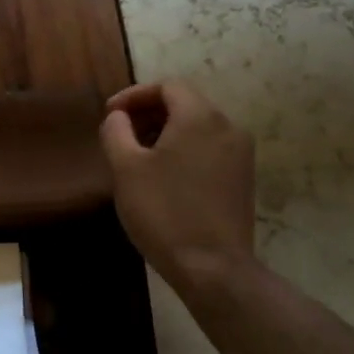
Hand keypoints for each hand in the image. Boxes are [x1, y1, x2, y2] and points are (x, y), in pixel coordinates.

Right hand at [100, 81, 256, 295]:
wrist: (213, 267)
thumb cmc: (163, 211)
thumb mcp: (125, 168)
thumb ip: (116, 131)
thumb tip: (118, 118)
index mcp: (200, 117)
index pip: (167, 86)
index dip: (134, 95)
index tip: (109, 115)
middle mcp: (228, 127)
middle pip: (185, 104)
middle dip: (148, 114)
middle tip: (120, 135)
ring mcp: (241, 154)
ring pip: (198, 128)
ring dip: (165, 133)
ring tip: (137, 157)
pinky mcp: (244, 179)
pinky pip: (210, 149)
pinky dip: (184, 150)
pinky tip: (164, 177)